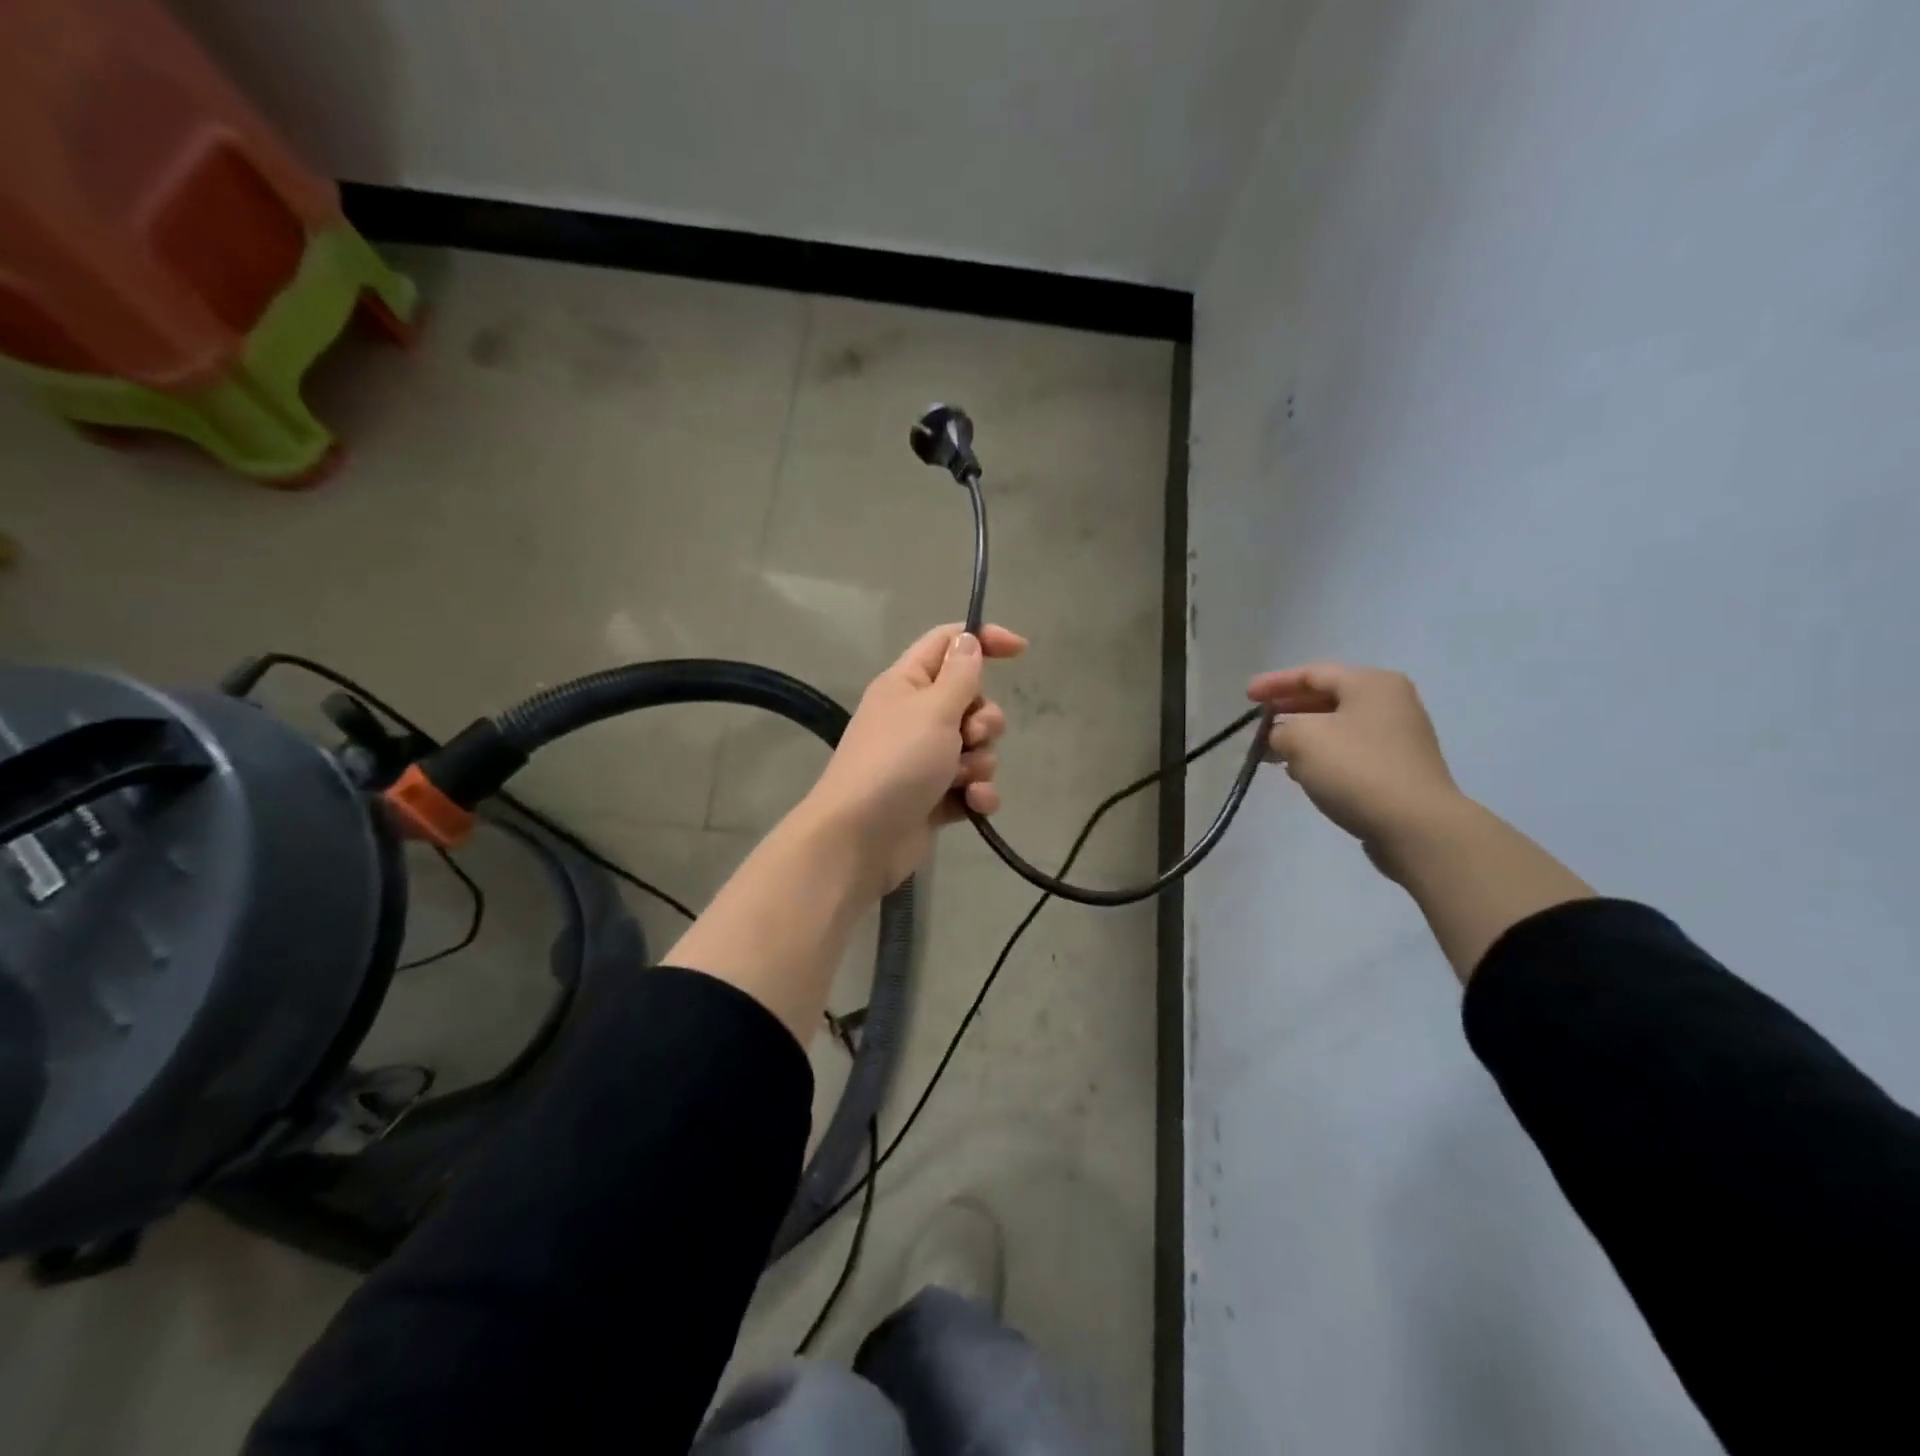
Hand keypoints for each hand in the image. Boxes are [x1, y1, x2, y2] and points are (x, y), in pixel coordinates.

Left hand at [806, 623, 1025, 891]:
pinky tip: (973, 803)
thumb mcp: (933, 709)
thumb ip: (960, 674)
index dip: (984, 640)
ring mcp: (925, 759)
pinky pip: (972, 785)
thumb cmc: (897, 762)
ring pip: (976, 747)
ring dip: (980, 762)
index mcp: (907, 684)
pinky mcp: (934, 796)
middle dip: (984, 721)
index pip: (948, 643)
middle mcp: (916, 717)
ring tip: (962, 778)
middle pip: (971, 701)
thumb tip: (968, 639)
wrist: (860, 838)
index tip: (1021, 651)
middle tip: (969, 737)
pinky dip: (977, 793)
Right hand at [1246, 662, 1460, 857]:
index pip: (1312, 673)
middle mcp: (1390, 702)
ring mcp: (1399, 736)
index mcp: (1370, 683)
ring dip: (1303, 736)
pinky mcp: (1399, 767)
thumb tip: (1281, 737)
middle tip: (1259, 723)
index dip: (1275, 683)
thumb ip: (1280, 730)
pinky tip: (1302, 771)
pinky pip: (1351, 750)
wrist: (1415, 825)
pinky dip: (1323, 754)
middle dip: (1289, 710)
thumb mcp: (1302, 740)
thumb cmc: (1356, 769)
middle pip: (1328, 697)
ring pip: (1338, 726)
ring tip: (1273, 751)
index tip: (1247, 697)